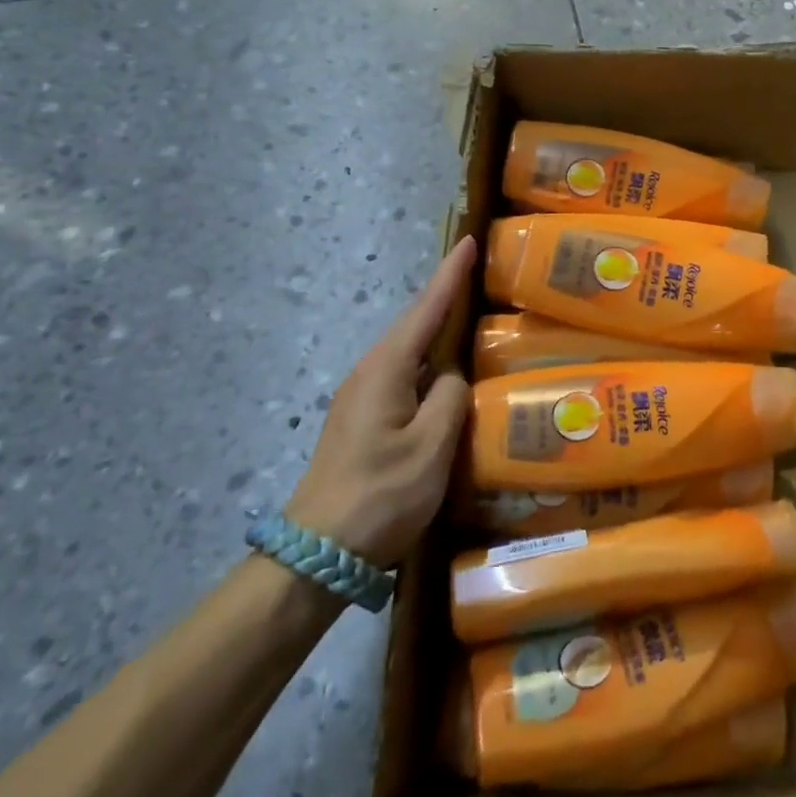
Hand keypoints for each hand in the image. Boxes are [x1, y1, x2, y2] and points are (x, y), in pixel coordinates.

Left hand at [285, 237, 474, 569]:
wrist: (317, 556)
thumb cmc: (380, 495)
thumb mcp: (431, 446)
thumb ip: (451, 398)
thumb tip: (452, 377)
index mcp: (386, 369)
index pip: (425, 309)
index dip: (450, 274)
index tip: (468, 240)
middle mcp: (369, 373)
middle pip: (414, 325)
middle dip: (444, 297)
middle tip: (478, 275)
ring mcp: (361, 398)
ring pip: (408, 353)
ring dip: (437, 333)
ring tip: (470, 320)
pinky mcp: (361, 422)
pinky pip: (403, 378)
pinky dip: (428, 366)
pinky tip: (446, 378)